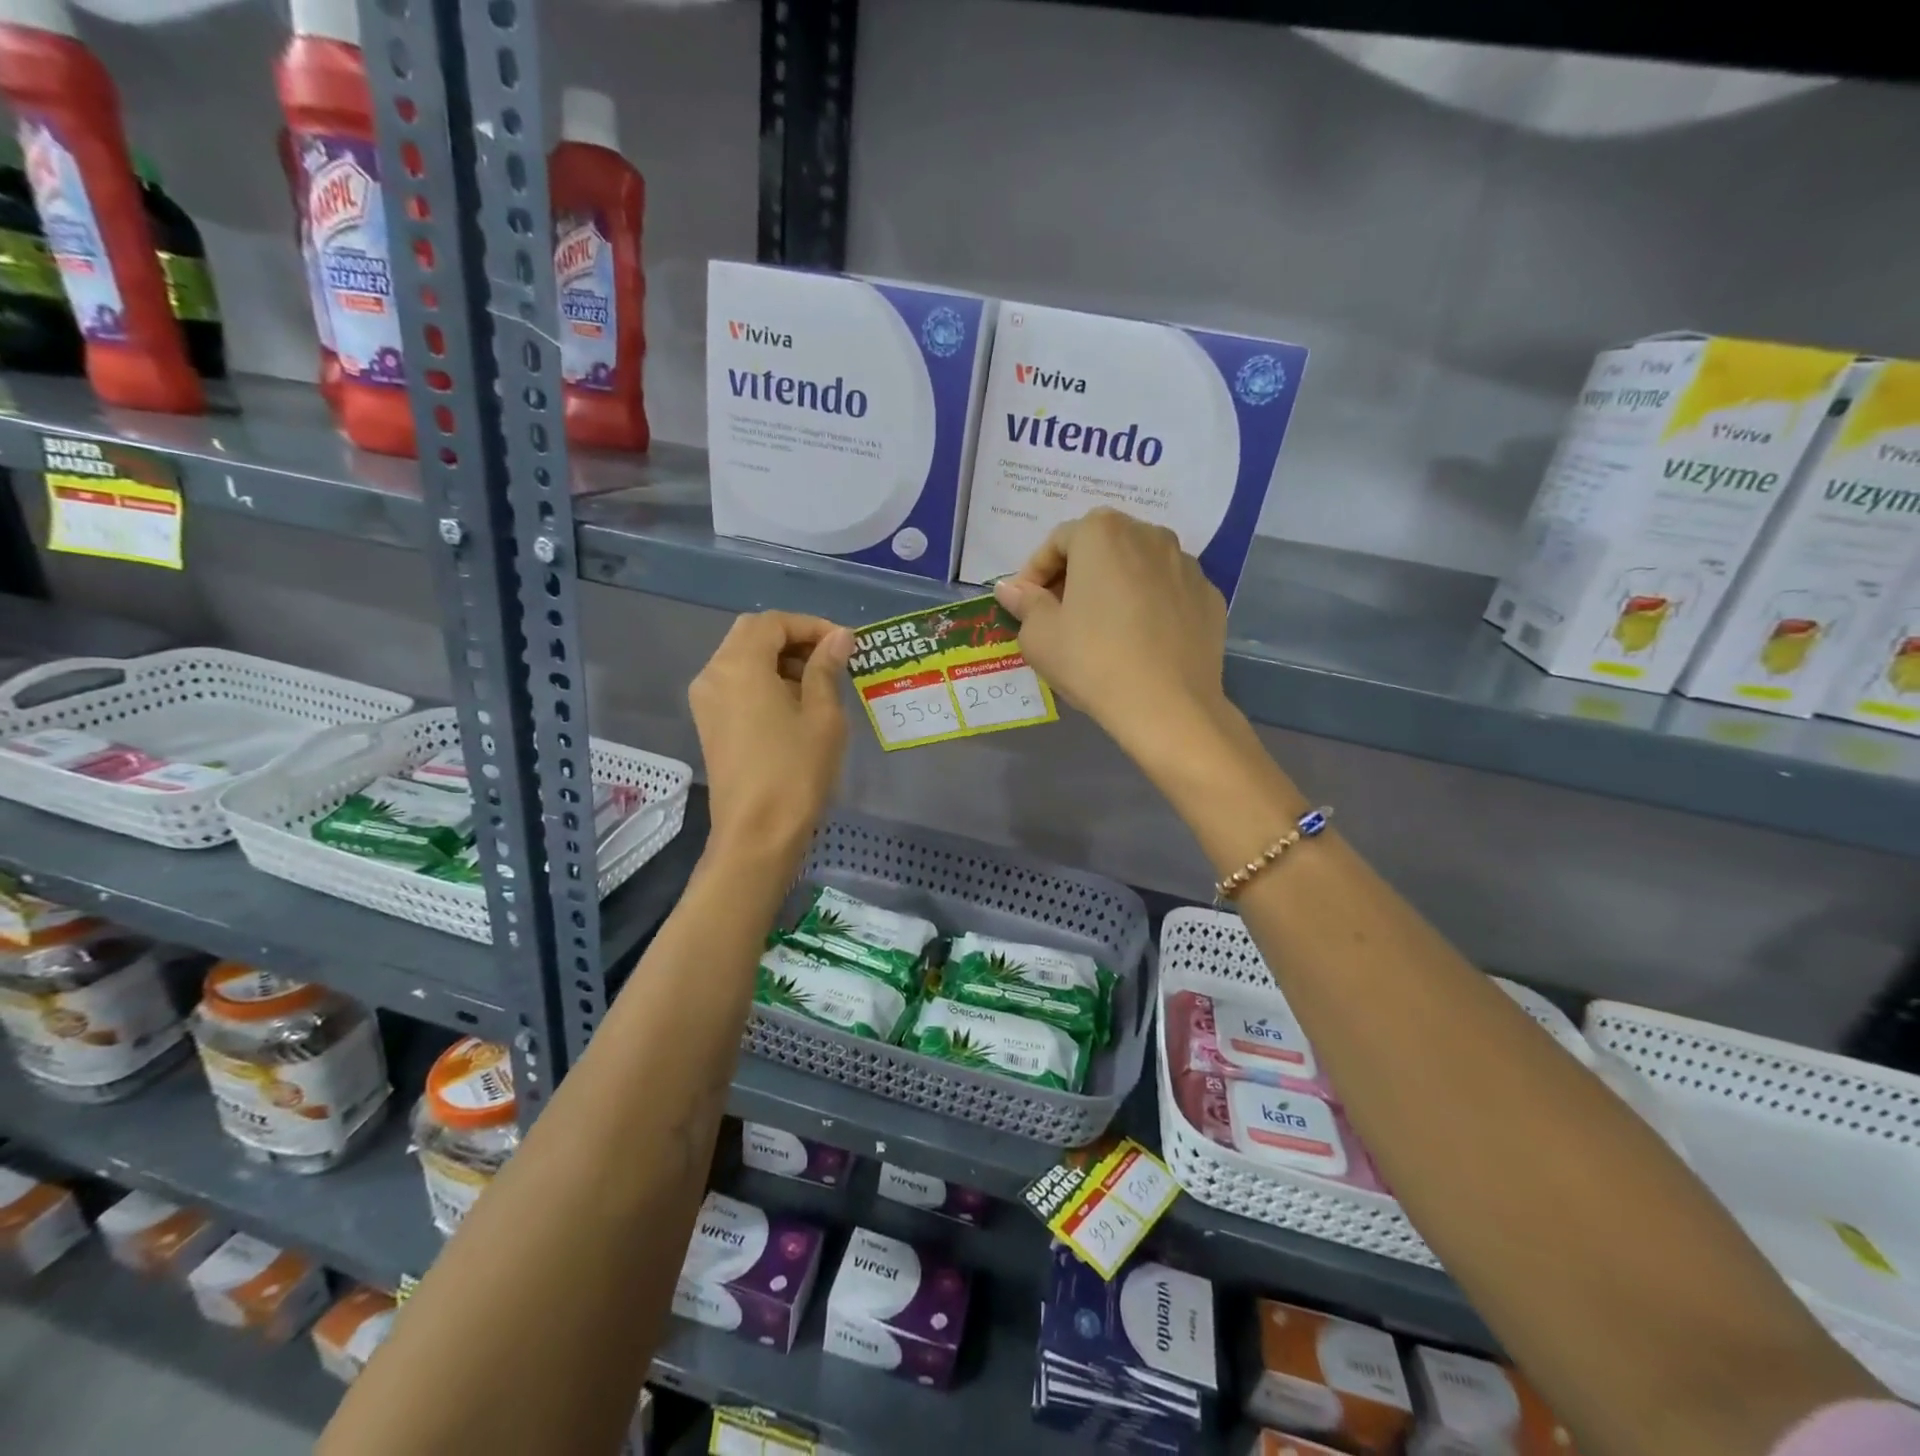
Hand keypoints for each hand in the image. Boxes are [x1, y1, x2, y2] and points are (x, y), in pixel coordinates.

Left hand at [689, 612, 852, 861]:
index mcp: (739, 665)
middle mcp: (713, 673)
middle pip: (752, 635)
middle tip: (832, 658)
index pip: (773, 622)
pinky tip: (795, 704)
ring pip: (742, 658)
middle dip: (794, 639)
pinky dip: (764, 680)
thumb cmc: (796, 771)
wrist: (757, 833)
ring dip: (779, 659)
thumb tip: (839, 637)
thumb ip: (827, 668)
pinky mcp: (709, 723)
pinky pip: (736, 684)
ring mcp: (706, 700)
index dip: (811, 625)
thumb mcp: (822, 715)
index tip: (845, 644)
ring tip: (819, 682)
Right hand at [993, 509, 1232, 761]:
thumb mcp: (1039, 636)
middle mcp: (1149, 535)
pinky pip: (1168, 591)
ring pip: (1139, 565)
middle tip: (1061, 613)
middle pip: (1102, 545)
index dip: (1035, 572)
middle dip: (1077, 573)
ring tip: (1103, 626)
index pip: (1058, 541)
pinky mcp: (1209, 596)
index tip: (1026, 604)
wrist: (1168, 706)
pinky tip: (1140, 640)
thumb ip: (1024, 603)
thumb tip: (1011, 589)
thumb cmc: (1092, 661)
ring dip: (1115, 585)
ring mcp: (1186, 564)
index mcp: (1102, 534)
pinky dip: (1150, 604)